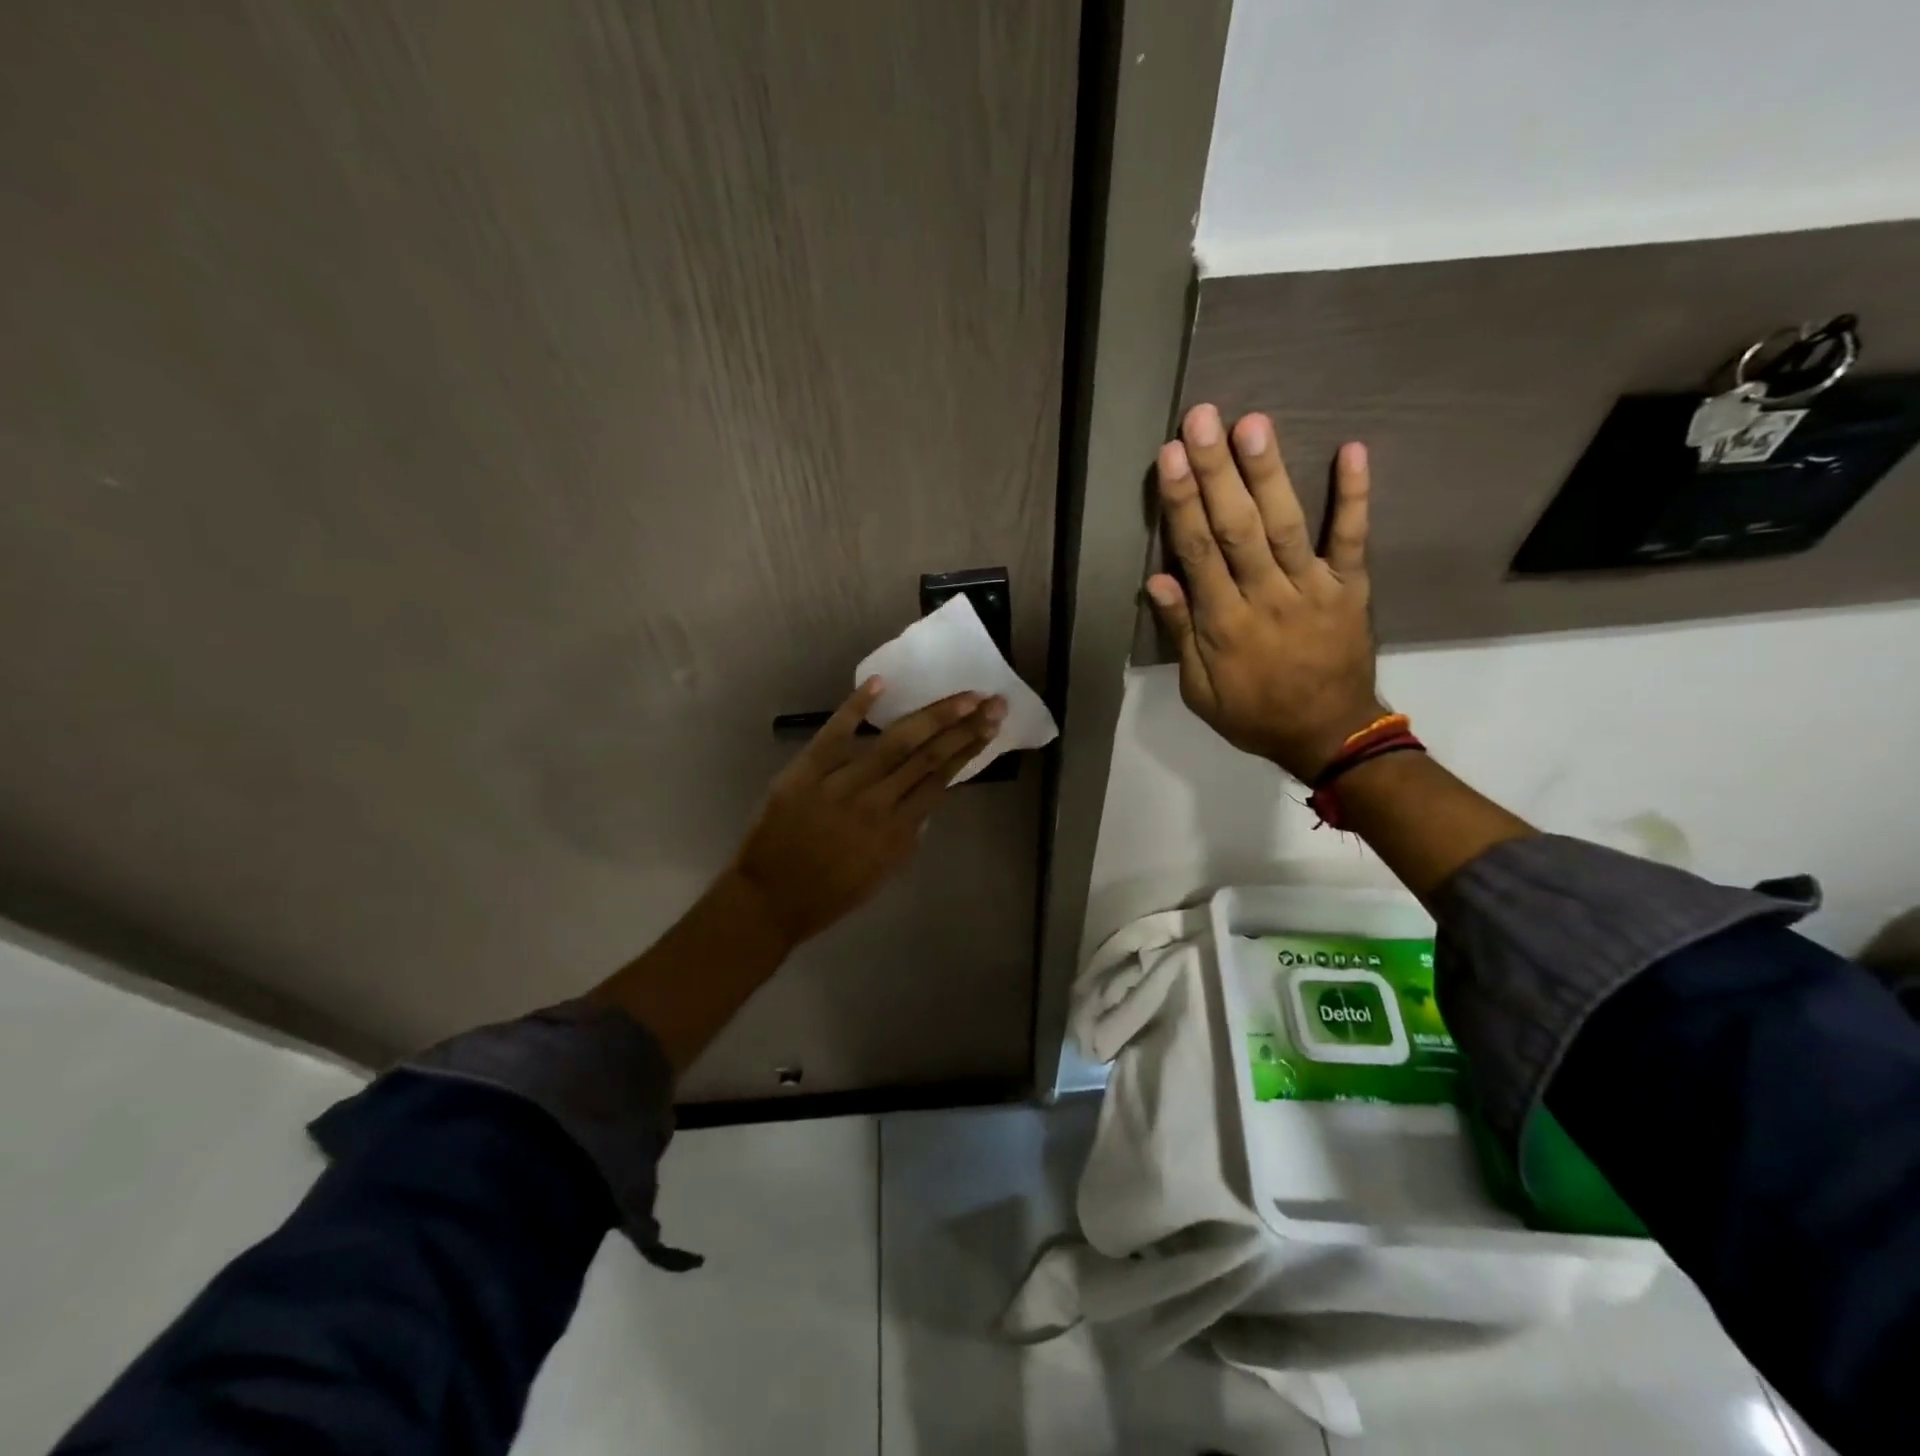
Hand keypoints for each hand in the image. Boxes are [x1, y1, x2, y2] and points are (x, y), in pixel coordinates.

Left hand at [728, 678, 1004, 947]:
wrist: (769, 900)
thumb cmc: (830, 894)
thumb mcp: (883, 873)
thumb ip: (907, 834)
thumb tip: (924, 798)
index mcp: (898, 832)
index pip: (941, 779)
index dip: (969, 749)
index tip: (990, 725)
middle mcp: (877, 803)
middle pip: (928, 756)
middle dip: (964, 725)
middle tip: (993, 701)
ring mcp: (841, 784)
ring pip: (895, 742)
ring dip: (933, 715)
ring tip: (963, 696)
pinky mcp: (805, 771)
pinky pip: (835, 733)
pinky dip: (856, 707)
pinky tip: (882, 683)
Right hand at [1145, 403, 1382, 781]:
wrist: (1329, 736)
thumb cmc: (1254, 714)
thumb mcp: (1200, 692)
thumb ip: (1182, 636)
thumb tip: (1158, 580)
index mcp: (1225, 624)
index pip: (1198, 553)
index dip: (1182, 503)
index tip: (1169, 457)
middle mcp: (1267, 597)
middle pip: (1237, 527)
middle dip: (1217, 471)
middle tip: (1203, 419)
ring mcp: (1314, 589)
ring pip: (1287, 525)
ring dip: (1269, 473)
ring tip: (1253, 423)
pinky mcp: (1351, 588)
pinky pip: (1353, 539)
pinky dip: (1354, 496)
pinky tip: (1352, 450)